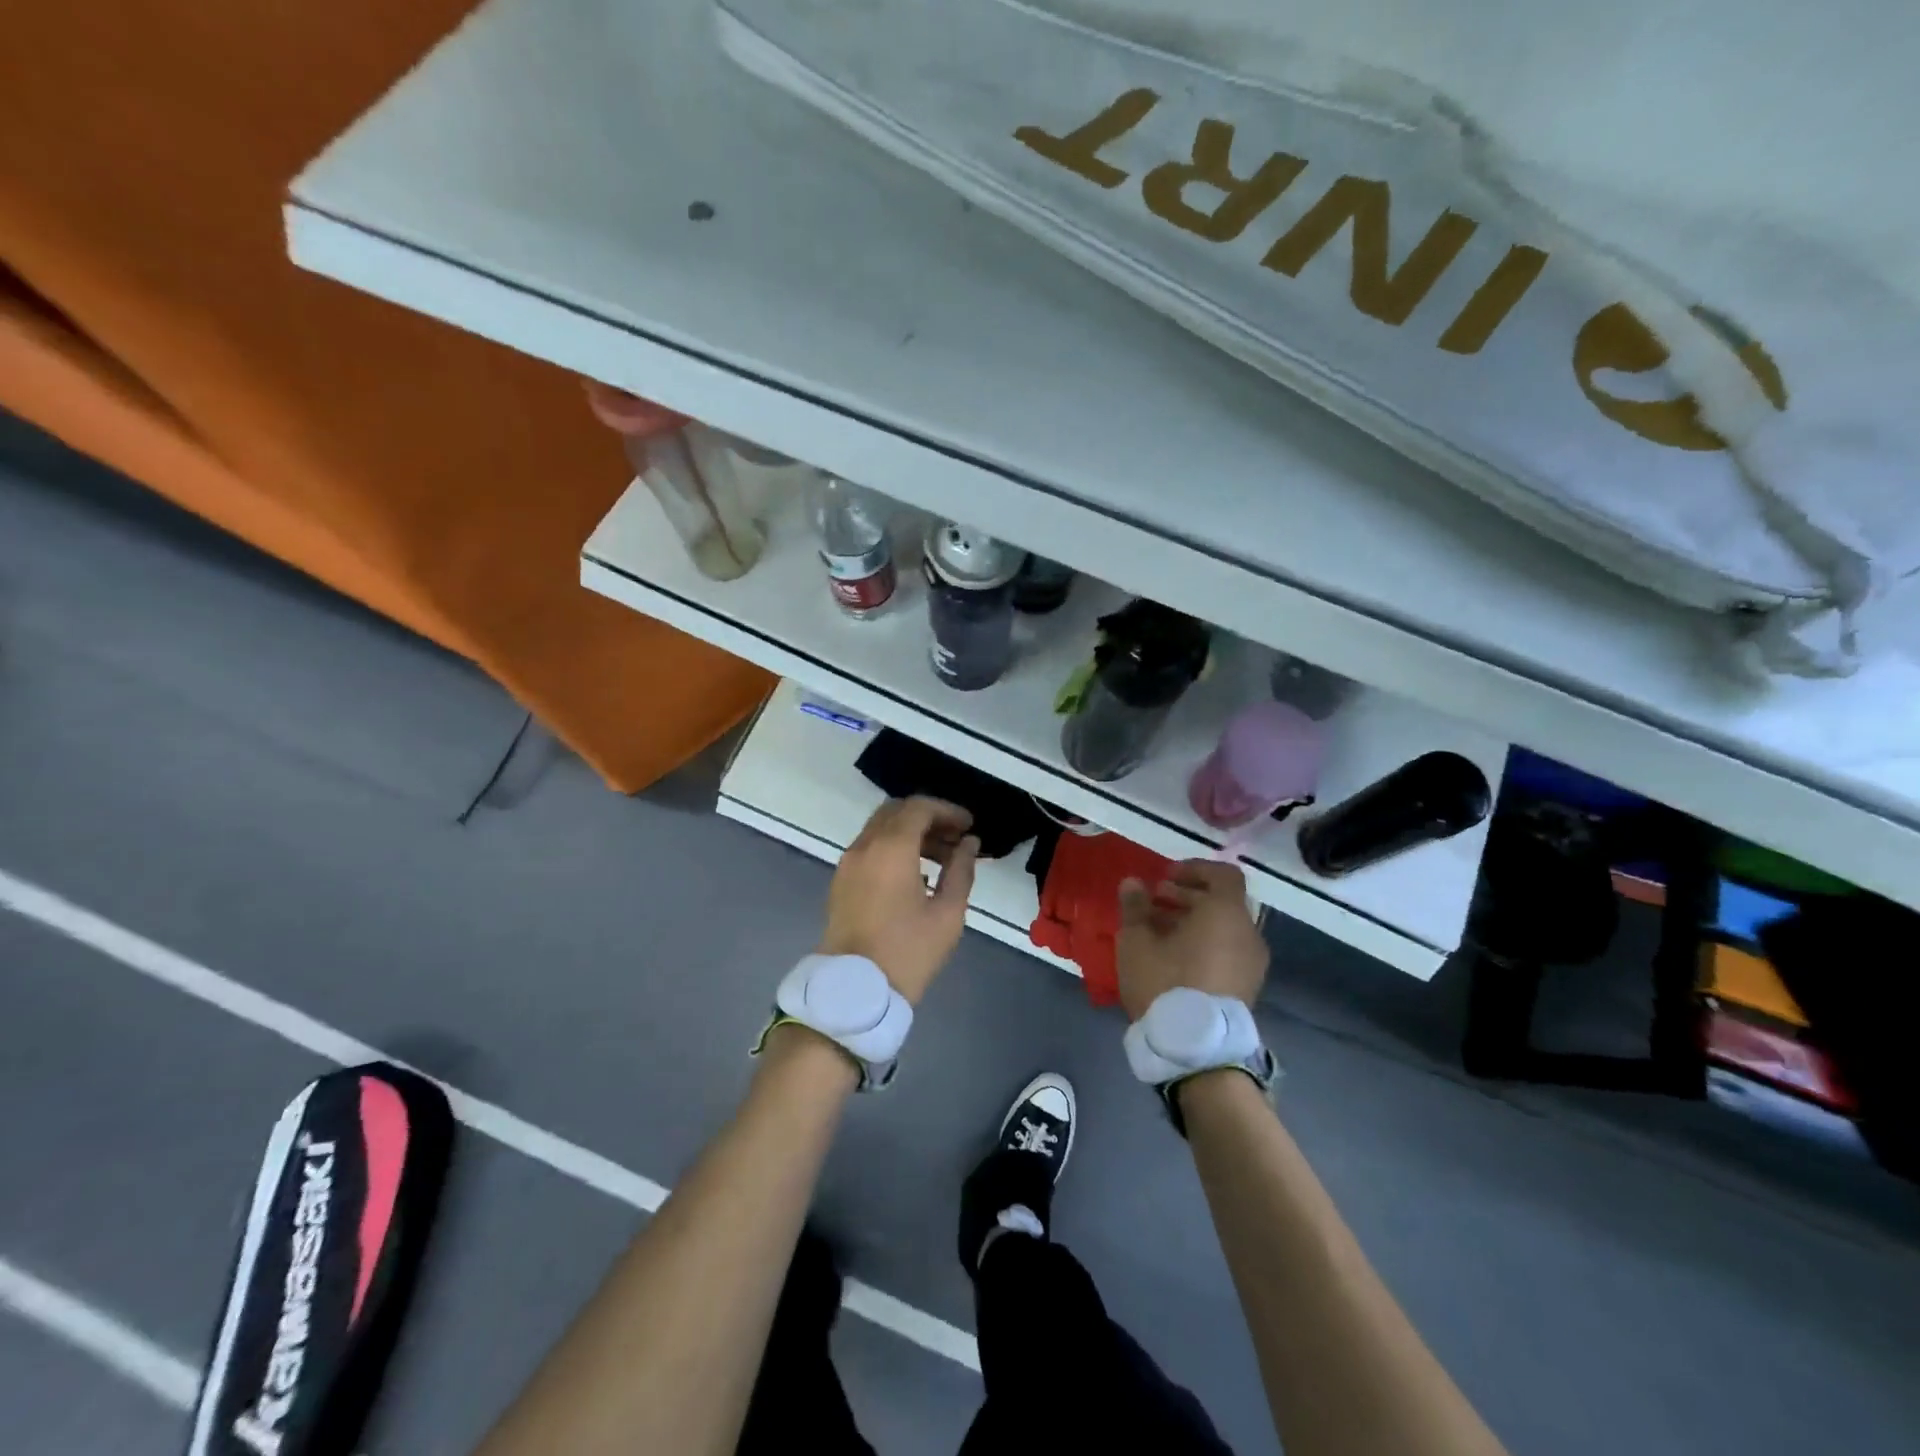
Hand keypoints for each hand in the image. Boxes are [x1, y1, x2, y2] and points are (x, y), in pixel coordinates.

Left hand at [819, 797, 979, 1003]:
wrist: (855, 991)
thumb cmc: (907, 952)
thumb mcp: (947, 914)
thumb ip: (961, 870)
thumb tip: (969, 844)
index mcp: (890, 849)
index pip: (919, 808)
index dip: (947, 810)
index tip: (969, 825)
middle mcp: (864, 847)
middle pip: (896, 811)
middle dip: (928, 817)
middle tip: (956, 837)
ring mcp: (848, 863)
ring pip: (880, 828)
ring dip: (910, 832)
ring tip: (942, 858)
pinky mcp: (840, 881)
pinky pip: (869, 848)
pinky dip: (892, 847)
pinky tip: (916, 873)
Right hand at [1117, 860, 1268, 1021]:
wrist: (1197, 1049)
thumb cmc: (1165, 983)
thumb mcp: (1137, 941)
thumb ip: (1135, 907)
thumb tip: (1133, 883)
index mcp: (1225, 913)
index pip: (1222, 874)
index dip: (1194, 869)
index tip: (1165, 877)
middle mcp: (1248, 932)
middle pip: (1222, 902)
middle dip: (1187, 897)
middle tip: (1154, 902)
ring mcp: (1253, 963)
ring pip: (1224, 928)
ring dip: (1194, 922)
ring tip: (1159, 932)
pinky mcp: (1249, 988)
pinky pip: (1228, 951)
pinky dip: (1206, 944)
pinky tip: (1175, 959)